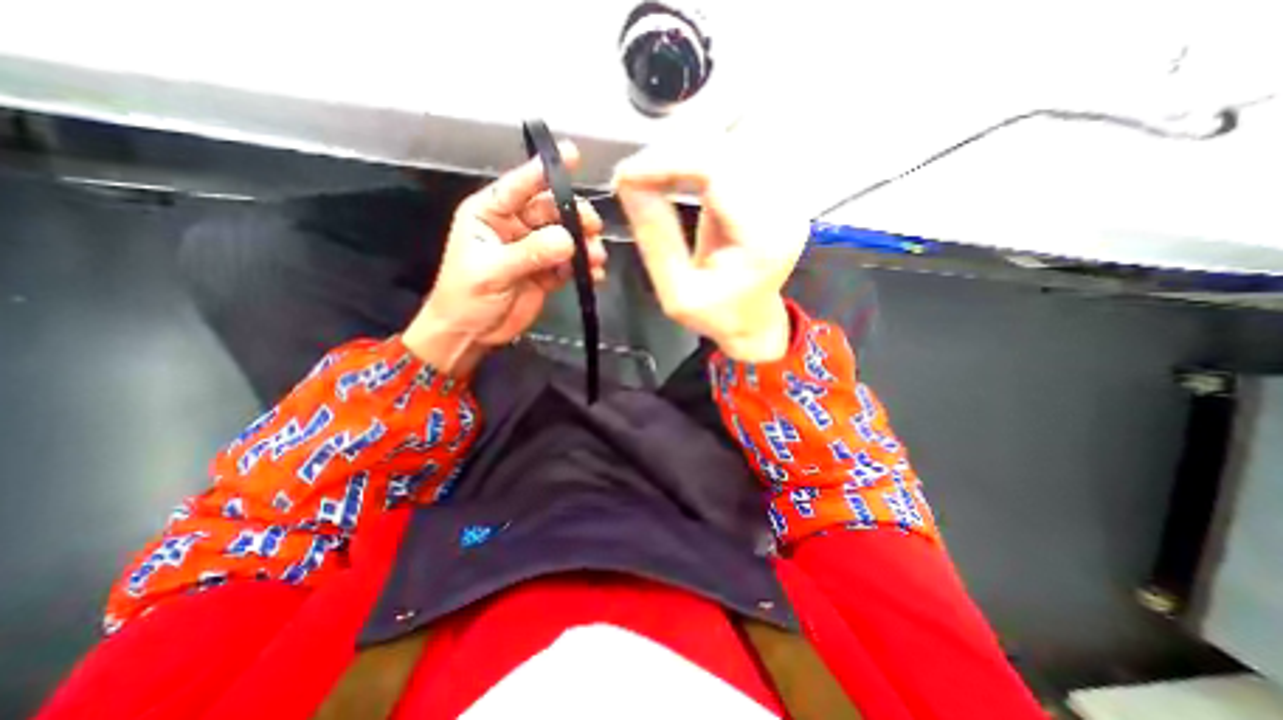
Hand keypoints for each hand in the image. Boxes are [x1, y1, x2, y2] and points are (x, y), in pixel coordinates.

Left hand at [405, 142, 606, 377]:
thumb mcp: (492, 271)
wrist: (471, 333)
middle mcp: (515, 226)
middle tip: (592, 228)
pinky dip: (585, 268)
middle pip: (552, 210)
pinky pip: (571, 264)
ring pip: (566, 236)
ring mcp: (534, 250)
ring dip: (585, 245)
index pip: (519, 186)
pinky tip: (594, 276)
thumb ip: (530, 253)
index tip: (573, 155)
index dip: (544, 171)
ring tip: (596, 258)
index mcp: (491, 214)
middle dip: (575, 215)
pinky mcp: (548, 272)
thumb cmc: (467, 297)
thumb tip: (568, 240)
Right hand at [615, 144, 804, 362]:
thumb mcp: (677, 293)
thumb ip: (656, 240)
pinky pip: (736, 149)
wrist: (754, 322)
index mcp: (762, 239)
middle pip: (725, 145)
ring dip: (685, 147)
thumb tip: (628, 184)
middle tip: (634, 175)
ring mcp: (784, 193)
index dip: (667, 161)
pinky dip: (699, 152)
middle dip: (671, 151)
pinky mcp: (776, 187)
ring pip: (732, 137)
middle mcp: (783, 206)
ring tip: (651, 172)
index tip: (626, 175)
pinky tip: (676, 170)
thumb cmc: (718, 316)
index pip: (718, 171)